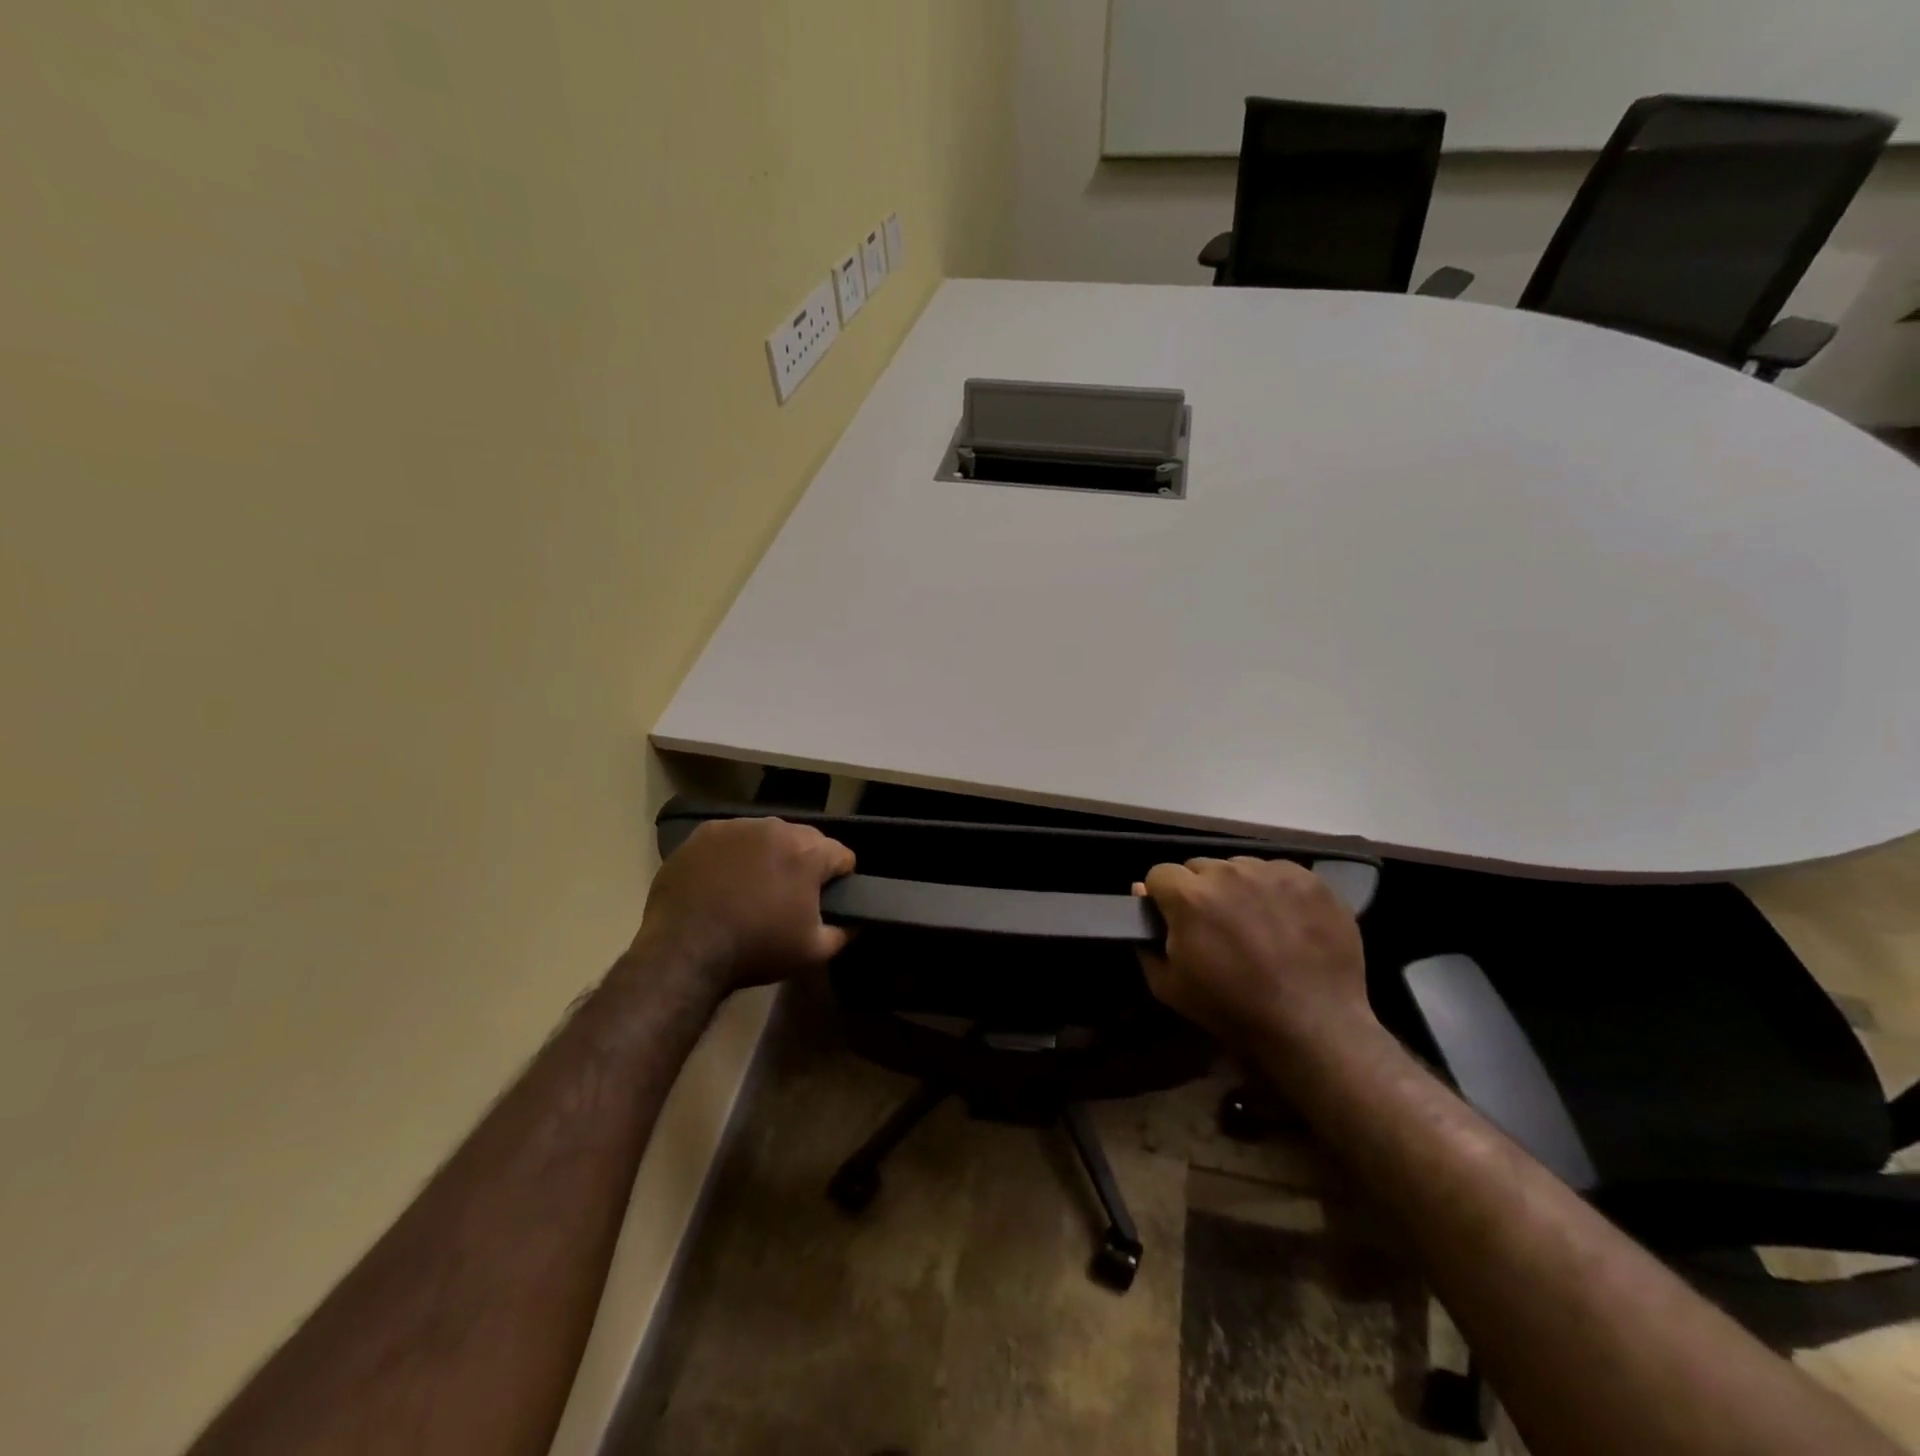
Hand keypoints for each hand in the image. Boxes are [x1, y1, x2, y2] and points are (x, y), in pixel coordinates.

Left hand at [629, 818, 854, 995]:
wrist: (684, 951)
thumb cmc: (756, 950)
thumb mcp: (813, 951)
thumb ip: (845, 931)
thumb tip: (857, 920)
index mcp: (808, 852)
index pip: (842, 855)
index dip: (840, 879)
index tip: (828, 900)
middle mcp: (776, 828)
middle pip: (806, 840)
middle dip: (804, 862)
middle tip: (790, 896)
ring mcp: (737, 826)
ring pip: (768, 836)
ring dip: (770, 855)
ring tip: (754, 887)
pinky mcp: (704, 833)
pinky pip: (733, 839)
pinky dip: (735, 854)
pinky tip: (724, 881)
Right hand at [1137, 857, 1372, 1053]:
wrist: (1314, 1025)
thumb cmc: (1233, 1009)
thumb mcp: (1168, 986)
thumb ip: (1145, 938)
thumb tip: (1141, 894)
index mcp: (1190, 896)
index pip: (1160, 874)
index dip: (1164, 898)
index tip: (1176, 921)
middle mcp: (1228, 872)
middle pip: (1200, 867)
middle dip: (1201, 891)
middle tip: (1217, 926)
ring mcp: (1271, 872)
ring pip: (1240, 867)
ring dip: (1238, 889)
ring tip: (1256, 924)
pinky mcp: (1308, 879)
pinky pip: (1278, 873)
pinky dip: (1275, 891)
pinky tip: (1286, 922)